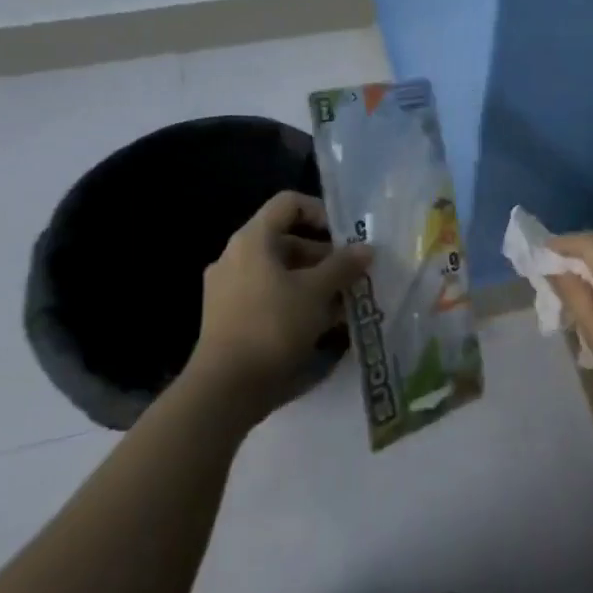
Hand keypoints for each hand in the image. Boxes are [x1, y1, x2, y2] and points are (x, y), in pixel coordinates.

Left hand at [186, 191, 372, 426]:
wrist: (225, 389)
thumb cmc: (273, 326)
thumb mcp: (317, 292)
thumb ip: (343, 265)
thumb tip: (366, 248)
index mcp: (252, 240)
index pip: (289, 204)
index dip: (321, 212)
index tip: (346, 237)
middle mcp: (236, 257)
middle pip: (287, 240)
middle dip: (325, 256)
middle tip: (354, 276)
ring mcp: (229, 289)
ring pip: (282, 272)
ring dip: (315, 283)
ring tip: (346, 304)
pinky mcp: (230, 318)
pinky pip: (270, 297)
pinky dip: (297, 303)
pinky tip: (324, 326)